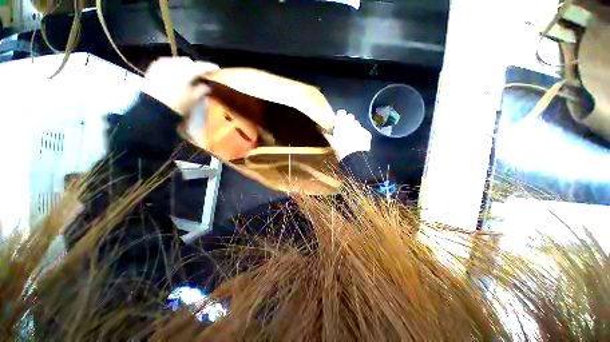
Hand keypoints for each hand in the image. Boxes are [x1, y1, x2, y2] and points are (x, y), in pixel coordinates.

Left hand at [141, 57, 219, 115]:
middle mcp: (175, 63)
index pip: (202, 66)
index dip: (211, 67)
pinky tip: (177, 73)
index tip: (217, 68)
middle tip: (202, 74)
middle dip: (196, 66)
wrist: (153, 108)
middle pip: (189, 61)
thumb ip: (203, 89)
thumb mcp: (195, 99)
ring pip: (178, 61)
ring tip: (189, 74)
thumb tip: (207, 84)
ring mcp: (163, 64)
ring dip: (185, 66)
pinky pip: (168, 62)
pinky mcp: (154, 67)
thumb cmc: (178, 104)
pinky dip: (175, 66)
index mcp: (187, 71)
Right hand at [326, 109, 371, 159]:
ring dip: (354, 127)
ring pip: (356, 123)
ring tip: (351, 136)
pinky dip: (360, 134)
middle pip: (350, 116)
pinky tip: (358, 141)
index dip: (339, 116)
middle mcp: (352, 122)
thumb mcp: (331, 142)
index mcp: (342, 123)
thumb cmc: (340, 149)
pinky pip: (363, 131)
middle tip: (344, 129)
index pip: (341, 112)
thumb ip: (327, 133)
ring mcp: (360, 127)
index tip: (337, 121)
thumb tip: (322, 129)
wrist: (354, 158)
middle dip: (347, 121)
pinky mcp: (367, 133)